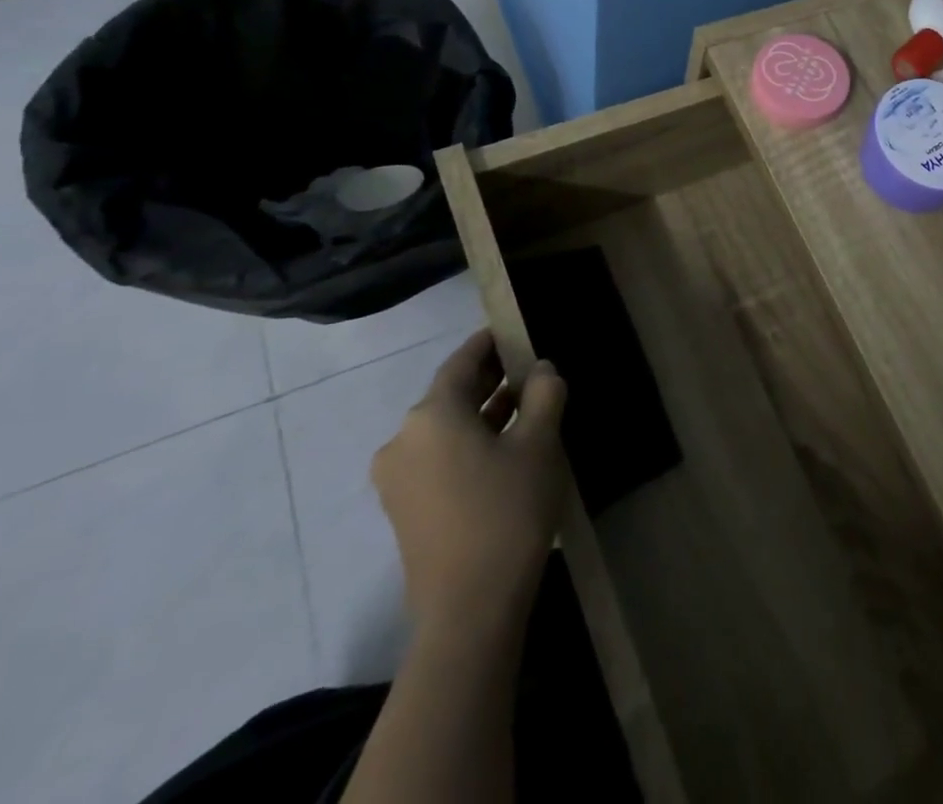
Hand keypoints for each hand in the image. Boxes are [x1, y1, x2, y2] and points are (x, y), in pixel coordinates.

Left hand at [370, 330, 569, 639]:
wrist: (469, 610)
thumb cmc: (507, 511)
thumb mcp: (540, 443)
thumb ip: (544, 394)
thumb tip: (542, 370)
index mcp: (431, 414)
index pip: (462, 362)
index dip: (490, 343)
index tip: (515, 331)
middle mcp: (404, 438)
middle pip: (450, 394)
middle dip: (490, 379)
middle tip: (530, 369)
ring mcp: (398, 477)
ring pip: (445, 427)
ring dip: (482, 413)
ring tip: (526, 406)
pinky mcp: (404, 508)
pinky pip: (438, 456)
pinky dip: (468, 443)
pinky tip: (504, 448)